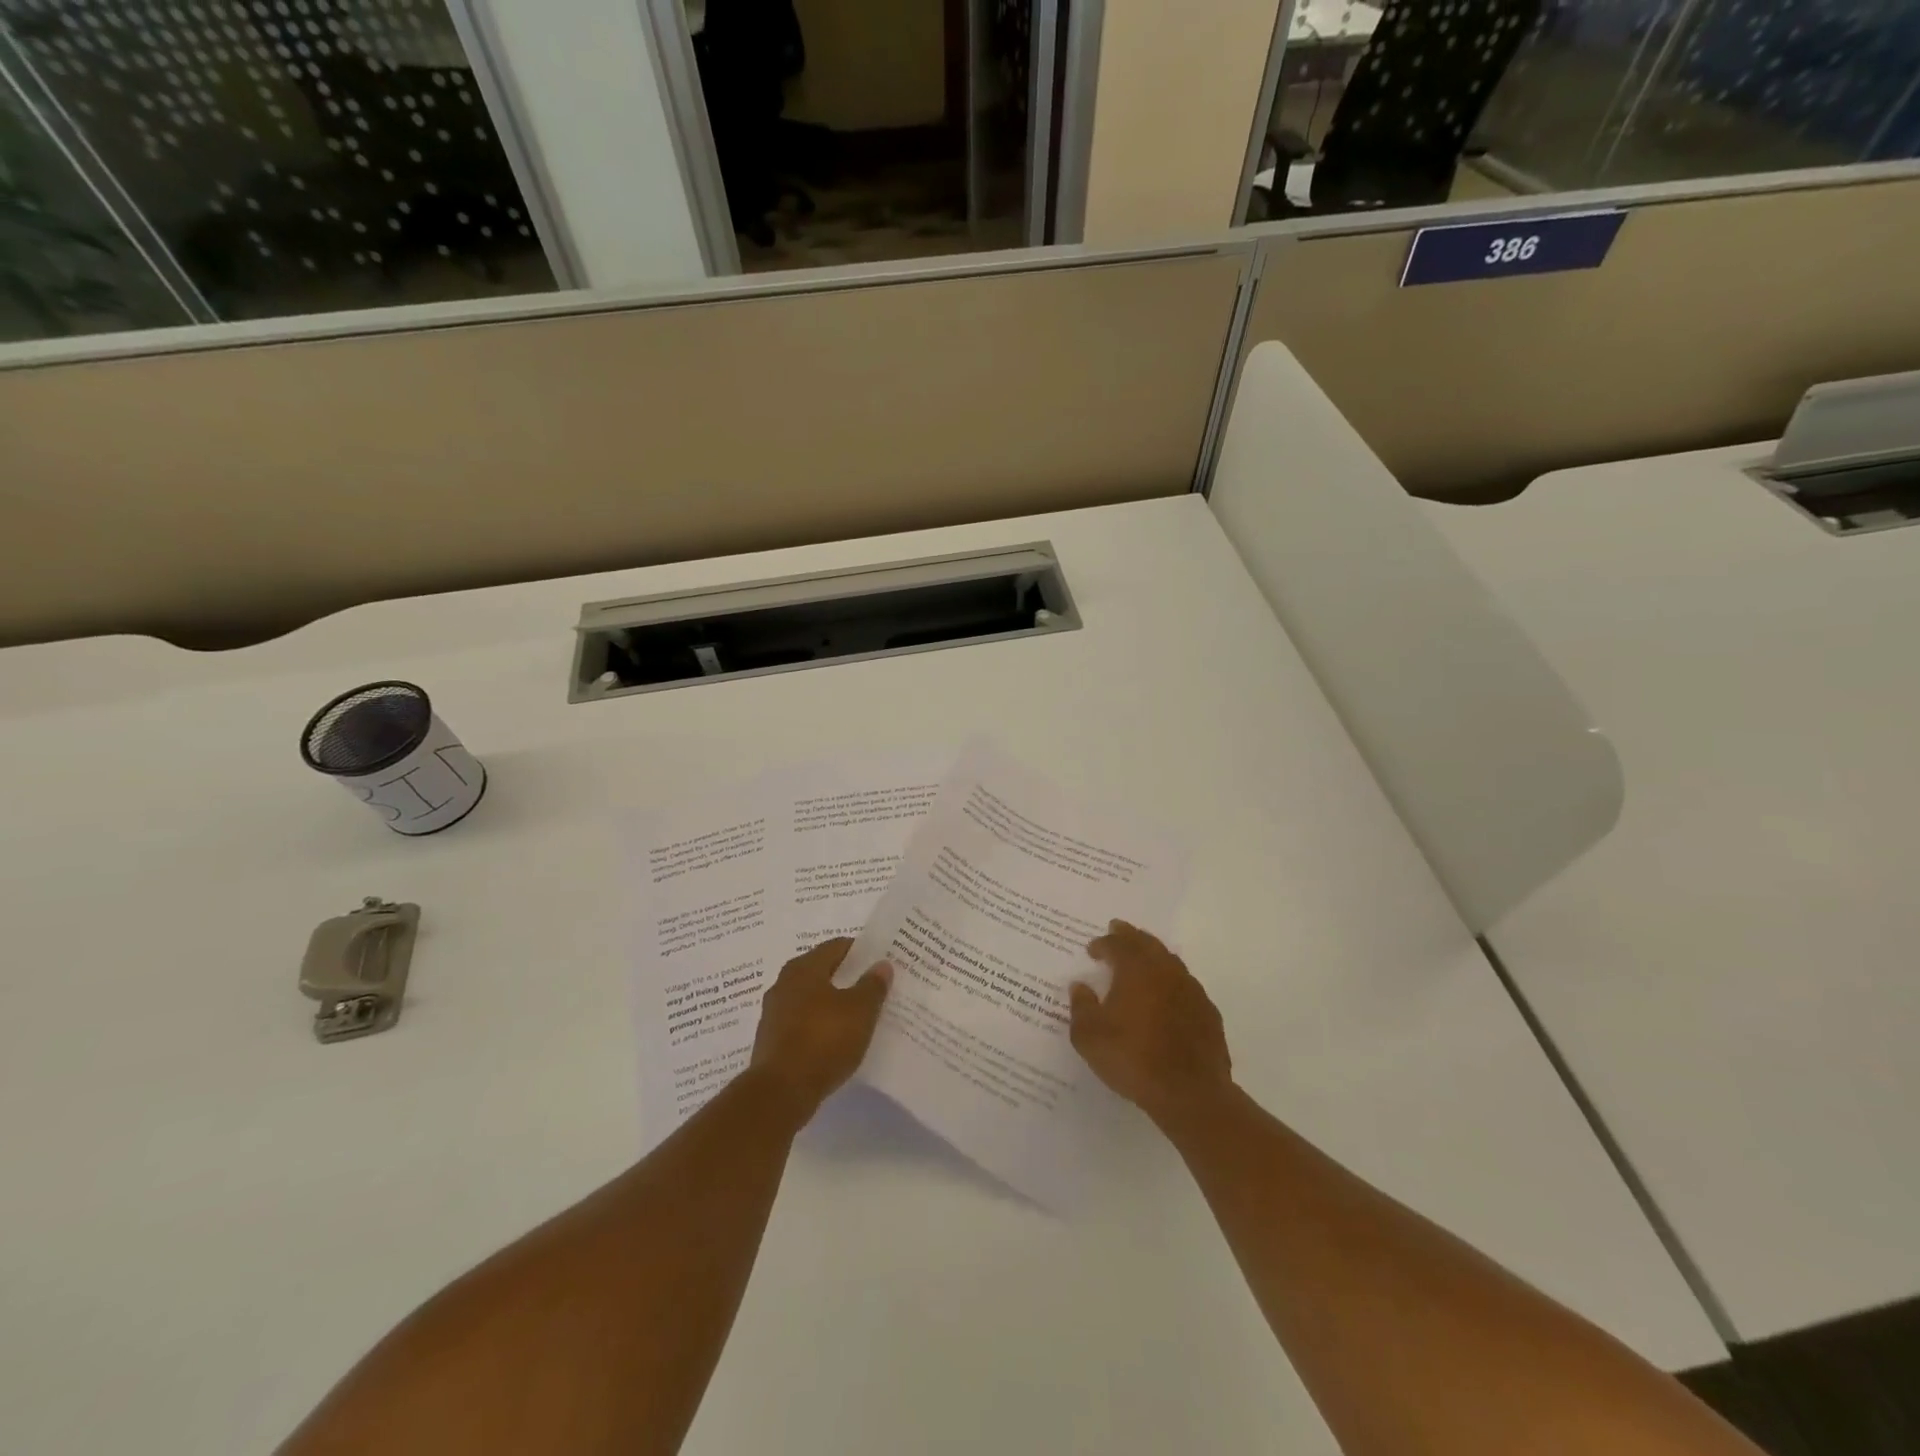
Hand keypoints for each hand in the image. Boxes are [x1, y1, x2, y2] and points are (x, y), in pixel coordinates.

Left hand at [749, 939, 892, 1120]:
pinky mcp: (772, 1041)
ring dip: (832, 1003)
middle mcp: (784, 983)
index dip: (860, 951)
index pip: (836, 947)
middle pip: (822, 972)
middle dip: (847, 978)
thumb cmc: (823, 1041)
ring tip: (858, 1014)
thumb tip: (881, 964)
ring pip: (811, 999)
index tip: (880, 960)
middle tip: (873, 986)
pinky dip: (820, 1025)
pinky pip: (802, 1023)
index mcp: (804, 968)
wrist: (780, 1093)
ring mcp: (774, 1013)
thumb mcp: (859, 1011)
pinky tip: (836, 1039)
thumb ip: (872, 986)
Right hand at [1070, 921, 1232, 1129]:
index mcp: (1136, 970)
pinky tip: (1166, 995)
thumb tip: (1080, 986)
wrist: (1190, 1093)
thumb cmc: (1133, 1059)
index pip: (1117, 945)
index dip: (1103, 944)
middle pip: (1147, 943)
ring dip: (1153, 955)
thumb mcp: (1090, 1037)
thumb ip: (1082, 1007)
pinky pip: (1185, 985)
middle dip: (1130, 935)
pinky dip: (1171, 981)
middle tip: (1118, 929)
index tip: (1092, 949)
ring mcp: (1191, 990)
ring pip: (1170, 960)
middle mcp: (1166, 971)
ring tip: (1142, 958)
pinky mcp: (1208, 1013)